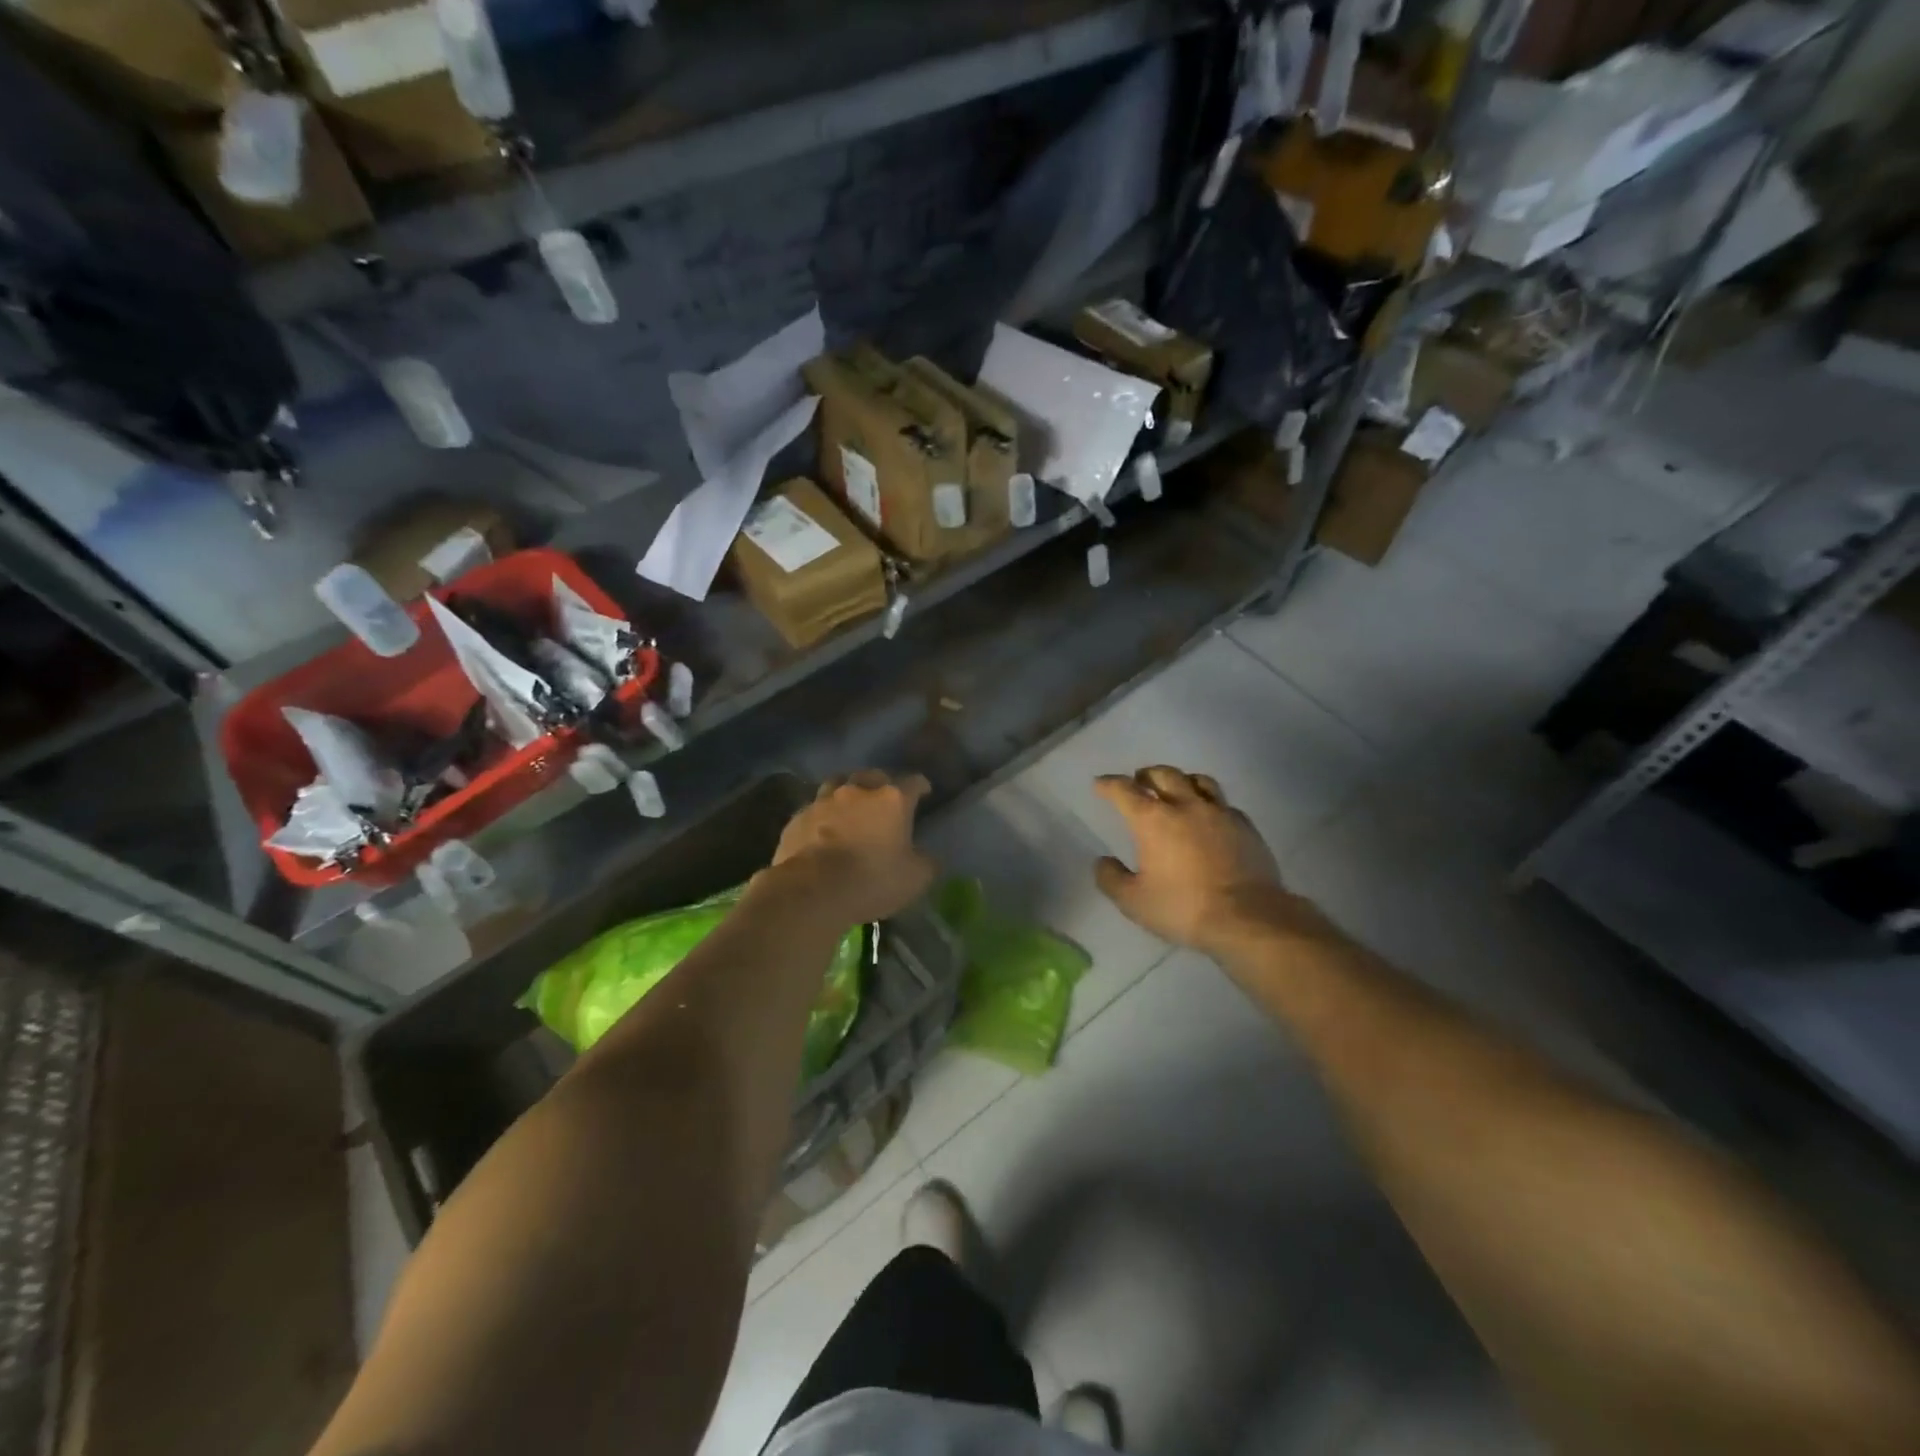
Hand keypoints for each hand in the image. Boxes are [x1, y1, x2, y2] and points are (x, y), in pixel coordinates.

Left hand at [768, 770, 937, 926]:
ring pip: (837, 784)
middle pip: (872, 775)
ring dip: (846, 792)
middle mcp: (858, 791)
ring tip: (849, 806)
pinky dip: (821, 815)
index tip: (924, 792)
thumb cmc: (872, 880)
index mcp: (892, 800)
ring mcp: (823, 801)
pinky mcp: (798, 818)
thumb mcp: (915, 878)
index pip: (913, 782)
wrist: (812, 891)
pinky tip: (821, 829)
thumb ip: (926, 862)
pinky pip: (813, 809)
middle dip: (880, 783)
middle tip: (884, 799)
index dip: (921, 786)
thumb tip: (927, 857)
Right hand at [1092, 766, 1302, 954]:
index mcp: (1153, 820)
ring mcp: (1220, 813)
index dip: (1108, 785)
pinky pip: (1224, 804)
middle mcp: (1185, 806)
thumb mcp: (1134, 902)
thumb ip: (1112, 879)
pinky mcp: (1246, 826)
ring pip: (1199, 781)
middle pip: (1164, 774)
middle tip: (1140, 780)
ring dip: (1182, 780)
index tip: (1100, 784)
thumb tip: (1103, 862)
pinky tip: (1210, 817)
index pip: (1124, 790)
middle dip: (1147, 774)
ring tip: (1177, 788)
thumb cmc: (1183, 908)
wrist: (1248, 918)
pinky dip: (1211, 803)